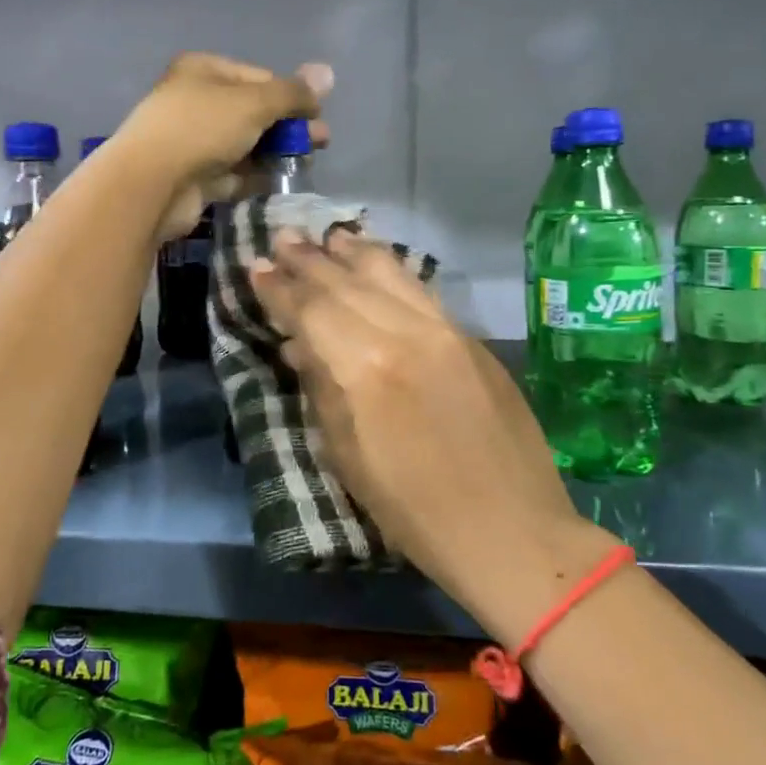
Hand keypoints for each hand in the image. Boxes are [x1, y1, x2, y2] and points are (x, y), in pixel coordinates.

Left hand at [115, 53, 330, 240]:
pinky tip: (282, 181)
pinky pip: (235, 172)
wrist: (152, 185)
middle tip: (320, 142)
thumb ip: (292, 93)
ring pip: (246, 143)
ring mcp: (195, 141)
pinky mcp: (196, 177)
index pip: (259, 77)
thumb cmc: (201, 128)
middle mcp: (197, 101)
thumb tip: (328, 73)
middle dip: (288, 126)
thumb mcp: (254, 103)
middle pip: (254, 111)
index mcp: (204, 70)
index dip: (291, 95)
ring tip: (306, 162)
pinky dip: (257, 175)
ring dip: (276, 151)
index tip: (316, 116)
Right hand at [248, 231, 620, 644]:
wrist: (509, 528)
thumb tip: (299, 346)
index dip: (280, 288)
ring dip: (353, 252)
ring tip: (328, 236)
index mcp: (363, 367)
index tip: (257, 266)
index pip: (311, 309)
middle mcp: (403, 333)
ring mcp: (443, 330)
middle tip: (283, 237)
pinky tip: (378, 262)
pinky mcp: (470, 338)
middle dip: (309, 259)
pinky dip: (392, 270)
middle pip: (346, 282)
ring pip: (390, 273)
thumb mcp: (346, 455)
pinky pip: (421, 290)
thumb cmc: (412, 509)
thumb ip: (321, 389)